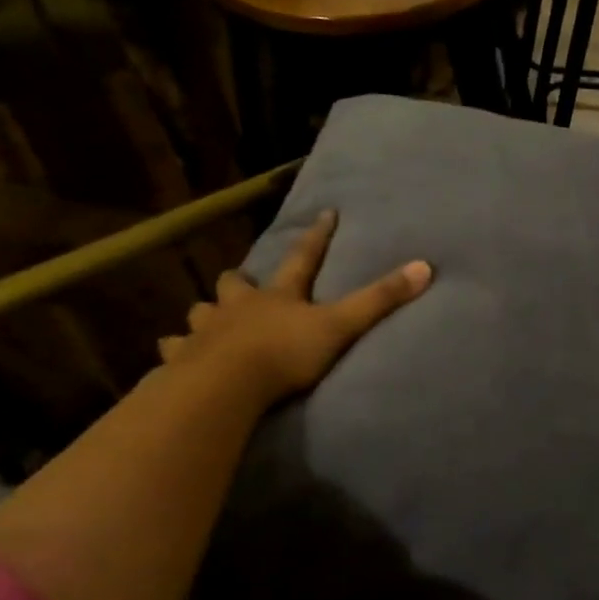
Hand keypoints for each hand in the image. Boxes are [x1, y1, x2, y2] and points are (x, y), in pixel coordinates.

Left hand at [158, 210, 430, 406]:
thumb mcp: (341, 326)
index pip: (302, 258)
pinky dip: (175, 349)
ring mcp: (207, 330)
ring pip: (201, 311)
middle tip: (243, 283)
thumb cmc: (285, 353)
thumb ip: (381, 300)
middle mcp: (239, 306)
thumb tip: (425, 266)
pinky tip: (173, 354)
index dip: (316, 237)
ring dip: (207, 313)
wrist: (226, 385)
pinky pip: (174, 349)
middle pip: (236, 283)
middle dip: (240, 281)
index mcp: (279, 296)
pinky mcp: (182, 358)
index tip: (325, 214)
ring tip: (208, 319)